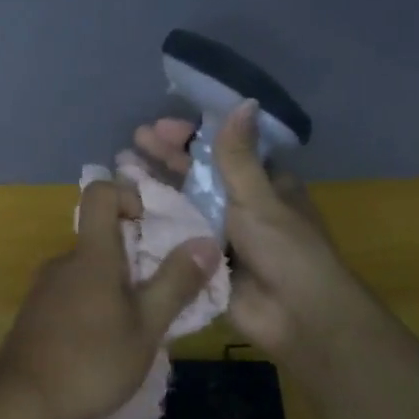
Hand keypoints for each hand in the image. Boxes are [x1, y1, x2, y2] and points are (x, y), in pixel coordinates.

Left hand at [0, 179, 221, 418]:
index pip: (100, 192)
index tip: (150, 225)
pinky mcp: (36, 313)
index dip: (127, 195)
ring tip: (135, 327)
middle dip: (134, 255)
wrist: (22, 402)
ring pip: (88, 269)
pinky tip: (104, 345)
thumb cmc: (91, 360)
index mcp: (91, 254)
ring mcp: (45, 287)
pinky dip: (94, 305)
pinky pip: (72, 293)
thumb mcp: (147, 326)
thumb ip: (176, 282)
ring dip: (114, 286)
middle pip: (100, 236)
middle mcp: (64, 260)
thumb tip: (207, 241)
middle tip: (157, 294)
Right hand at [133, 102, 383, 355]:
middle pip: (197, 175)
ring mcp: (220, 235)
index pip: (222, 150)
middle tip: (131, 144)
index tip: (160, 128)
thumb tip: (243, 101)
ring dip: (155, 187)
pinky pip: (176, 237)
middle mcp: (240, 205)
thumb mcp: (259, 196)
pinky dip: (153, 222)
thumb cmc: (285, 249)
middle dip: (165, 159)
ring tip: (120, 169)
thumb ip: (238, 155)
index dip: (191, 137)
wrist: (297, 317)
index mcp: (262, 184)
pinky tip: (125, 210)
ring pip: (183, 204)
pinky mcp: (204, 262)